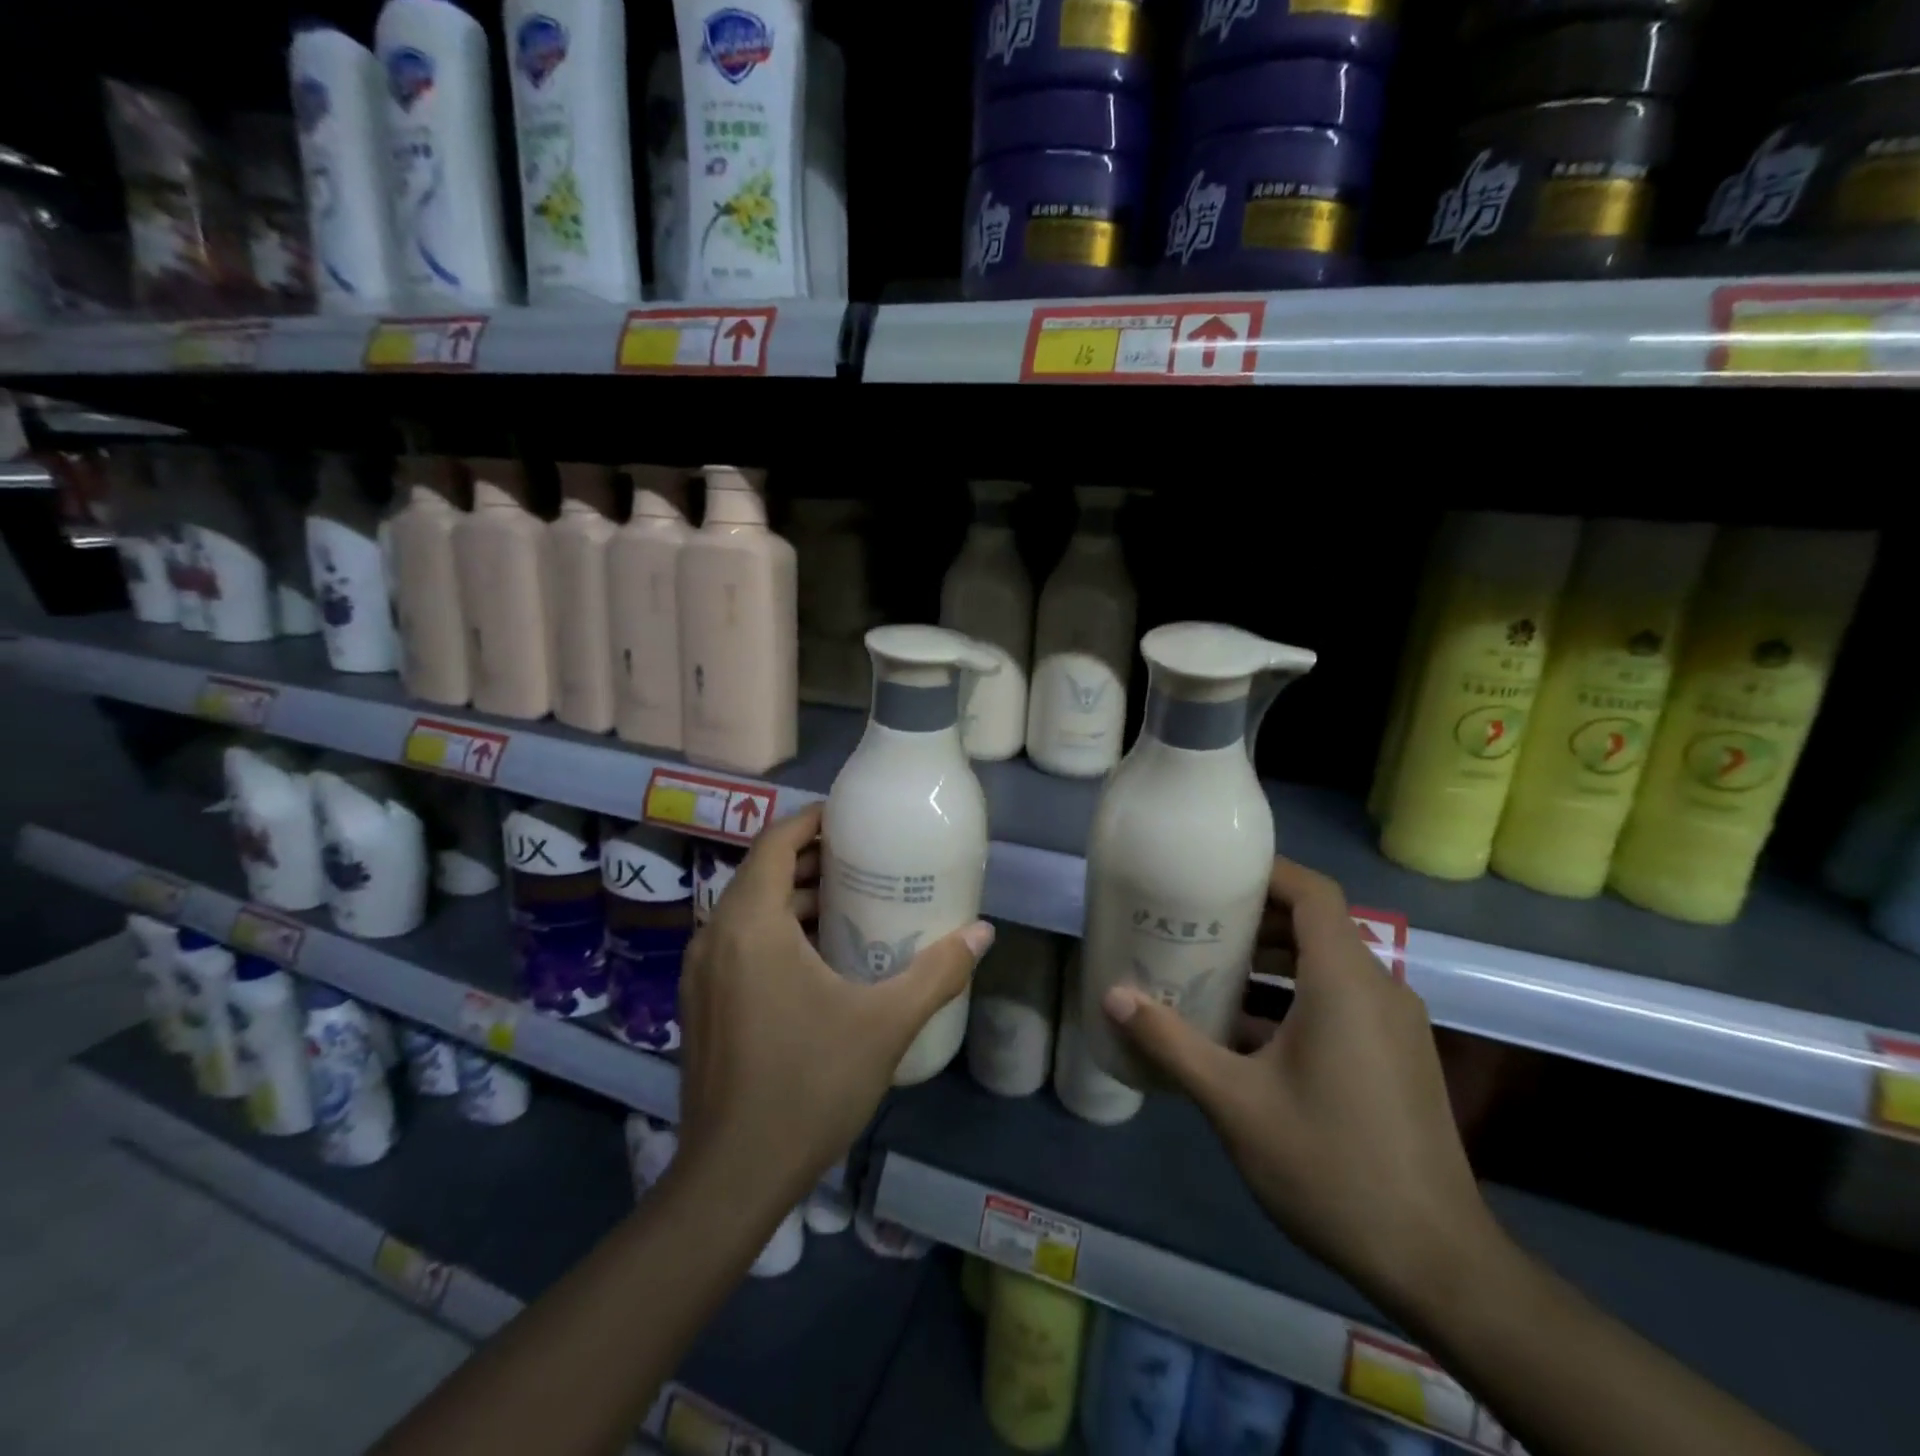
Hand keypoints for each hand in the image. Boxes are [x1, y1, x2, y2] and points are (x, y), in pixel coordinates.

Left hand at [675, 804, 994, 1204]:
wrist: (732, 1177)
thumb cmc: (809, 1086)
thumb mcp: (885, 1023)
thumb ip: (937, 972)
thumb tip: (983, 931)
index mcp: (750, 924)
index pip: (775, 842)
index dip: (812, 821)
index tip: (853, 819)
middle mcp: (715, 936)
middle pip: (762, 872)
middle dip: (811, 860)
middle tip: (865, 860)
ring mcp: (701, 973)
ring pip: (749, 910)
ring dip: (794, 898)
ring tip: (851, 904)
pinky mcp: (700, 1003)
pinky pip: (739, 943)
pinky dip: (775, 931)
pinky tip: (818, 959)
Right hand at [1101, 857, 1495, 1315]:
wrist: (1435, 1261)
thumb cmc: (1330, 1165)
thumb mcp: (1235, 1102)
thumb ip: (1171, 1042)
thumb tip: (1113, 996)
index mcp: (1346, 983)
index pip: (1313, 893)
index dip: (1266, 872)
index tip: (1214, 872)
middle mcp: (1380, 989)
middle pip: (1317, 925)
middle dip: (1256, 917)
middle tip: (1197, 922)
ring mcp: (1395, 1025)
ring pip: (1329, 965)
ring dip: (1274, 959)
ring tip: (1213, 968)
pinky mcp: (1398, 1056)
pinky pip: (1343, 1000)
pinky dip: (1297, 995)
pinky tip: (1248, 1031)